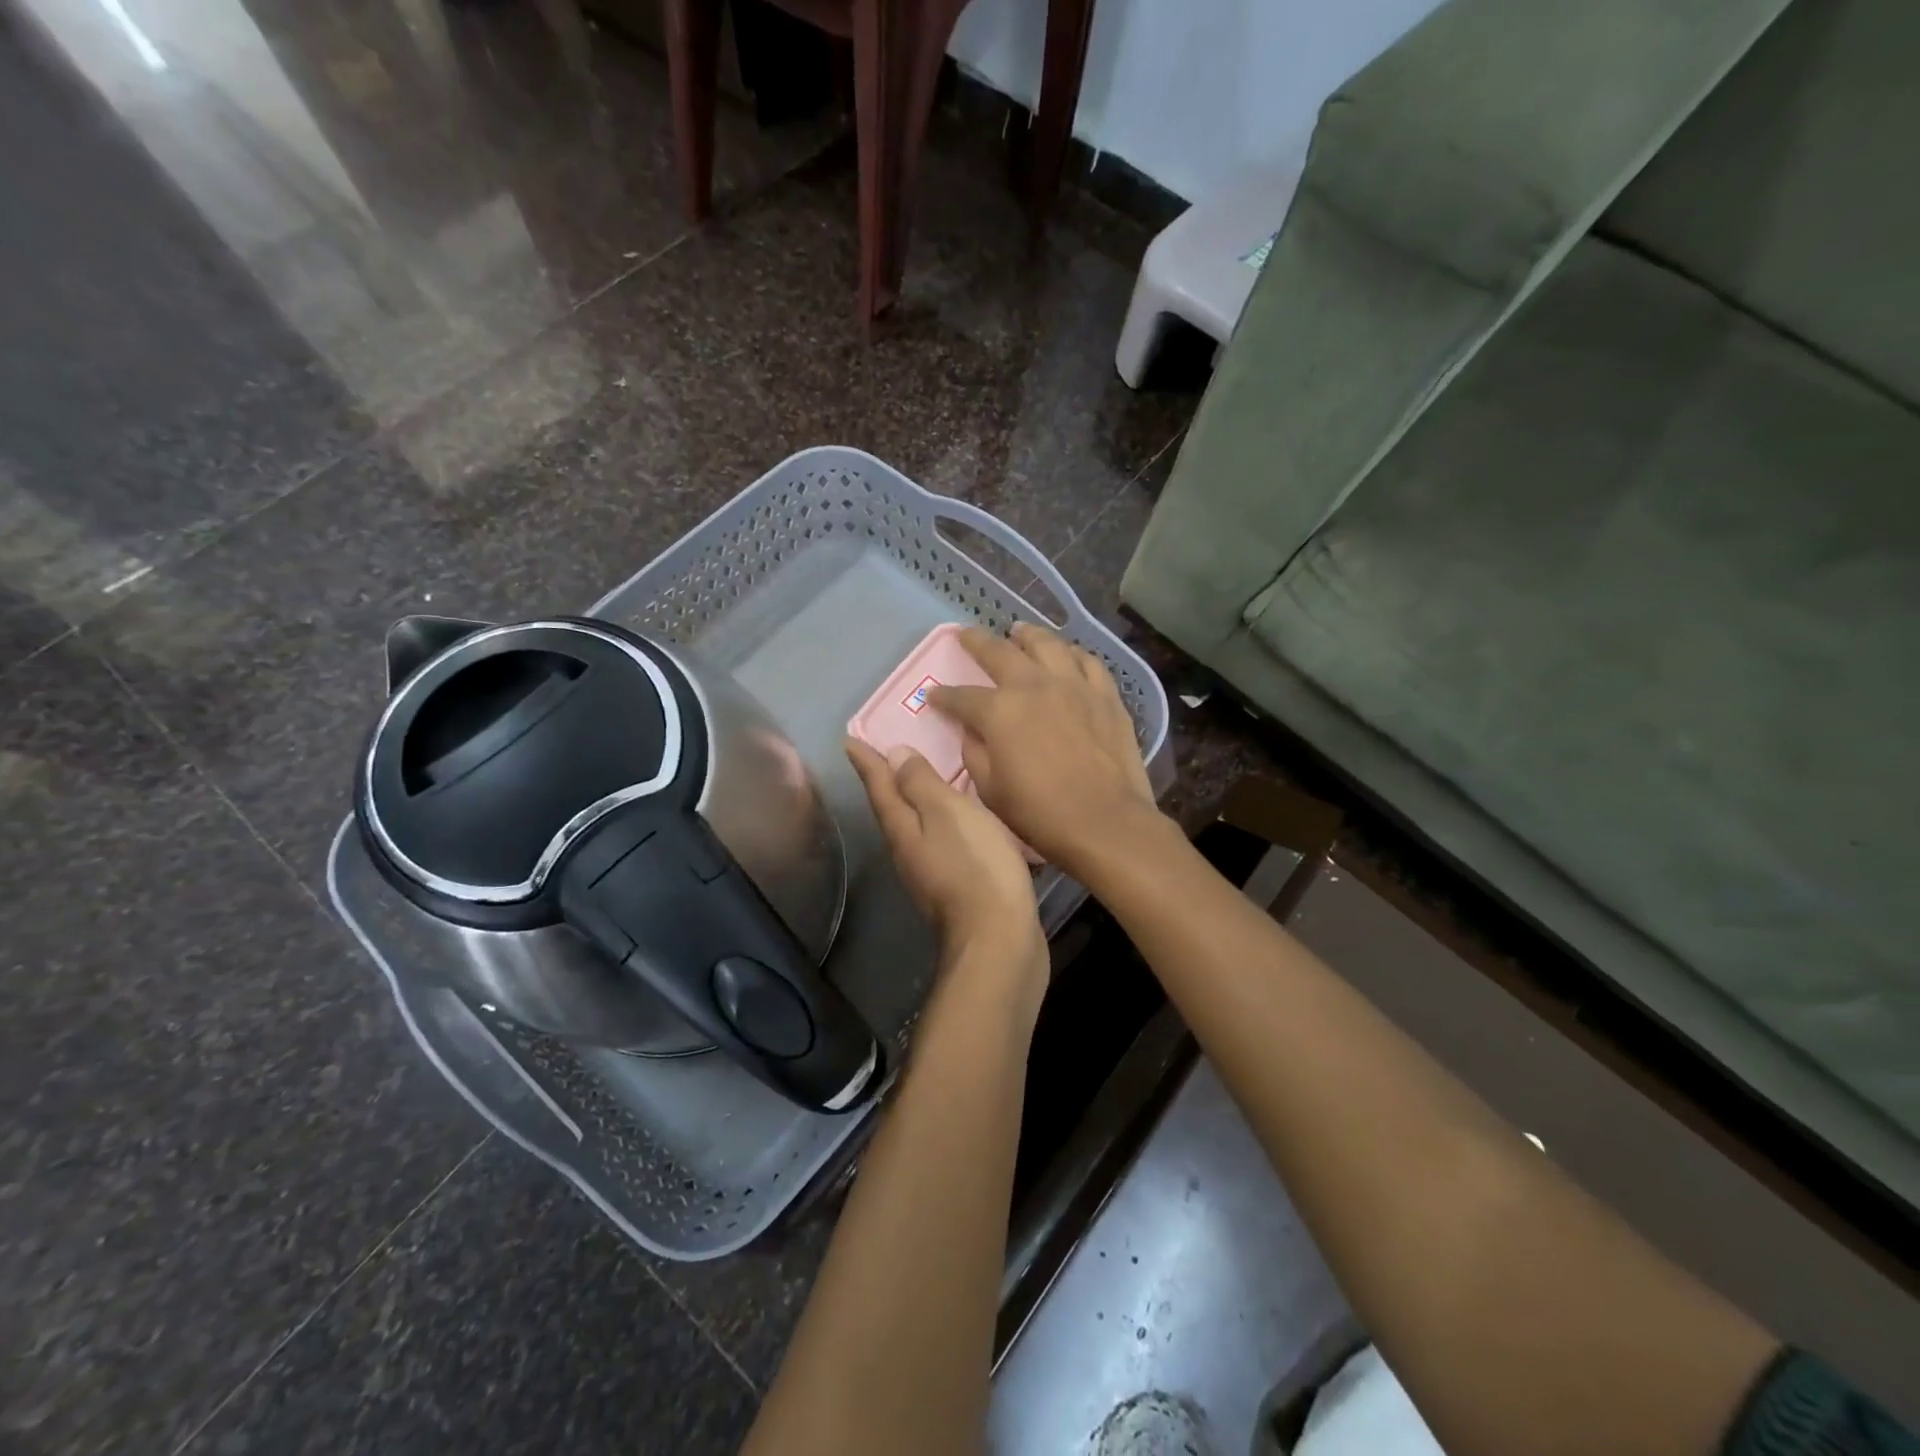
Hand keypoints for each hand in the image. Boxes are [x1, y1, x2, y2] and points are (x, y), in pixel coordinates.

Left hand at [846, 739, 1044, 972]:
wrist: (999, 940)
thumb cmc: (974, 866)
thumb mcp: (948, 813)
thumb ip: (921, 783)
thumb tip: (892, 755)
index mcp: (902, 829)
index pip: (879, 786)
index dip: (866, 761)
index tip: (849, 740)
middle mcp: (908, 852)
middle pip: (892, 809)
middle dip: (887, 781)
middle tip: (886, 753)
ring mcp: (929, 874)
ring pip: (916, 827)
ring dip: (915, 802)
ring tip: (924, 780)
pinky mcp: (954, 888)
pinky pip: (941, 843)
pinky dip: (942, 824)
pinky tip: (959, 820)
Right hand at [928, 624, 1161, 877]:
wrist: (1105, 822)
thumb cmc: (1040, 813)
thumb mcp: (990, 789)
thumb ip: (974, 753)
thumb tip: (972, 732)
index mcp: (999, 711)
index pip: (961, 696)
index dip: (943, 696)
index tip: (934, 696)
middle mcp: (1034, 685)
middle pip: (1000, 652)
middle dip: (977, 642)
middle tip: (965, 634)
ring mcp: (1074, 685)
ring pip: (1048, 645)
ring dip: (1028, 635)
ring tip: (1018, 631)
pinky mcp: (1106, 695)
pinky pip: (1088, 662)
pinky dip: (1073, 653)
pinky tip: (1067, 654)